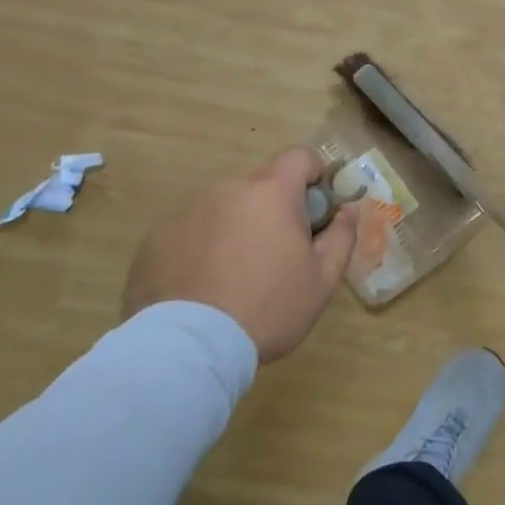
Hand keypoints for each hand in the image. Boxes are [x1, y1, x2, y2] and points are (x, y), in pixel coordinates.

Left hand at [122, 146, 357, 361]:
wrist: (189, 348)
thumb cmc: (268, 308)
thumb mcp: (322, 280)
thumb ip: (342, 236)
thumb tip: (349, 209)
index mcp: (271, 192)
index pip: (299, 156)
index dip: (313, 175)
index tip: (314, 209)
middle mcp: (228, 189)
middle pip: (260, 188)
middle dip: (272, 213)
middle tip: (276, 258)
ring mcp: (187, 212)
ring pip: (224, 211)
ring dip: (235, 231)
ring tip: (233, 281)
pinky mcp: (155, 239)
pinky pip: (190, 234)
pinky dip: (200, 251)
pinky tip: (201, 289)